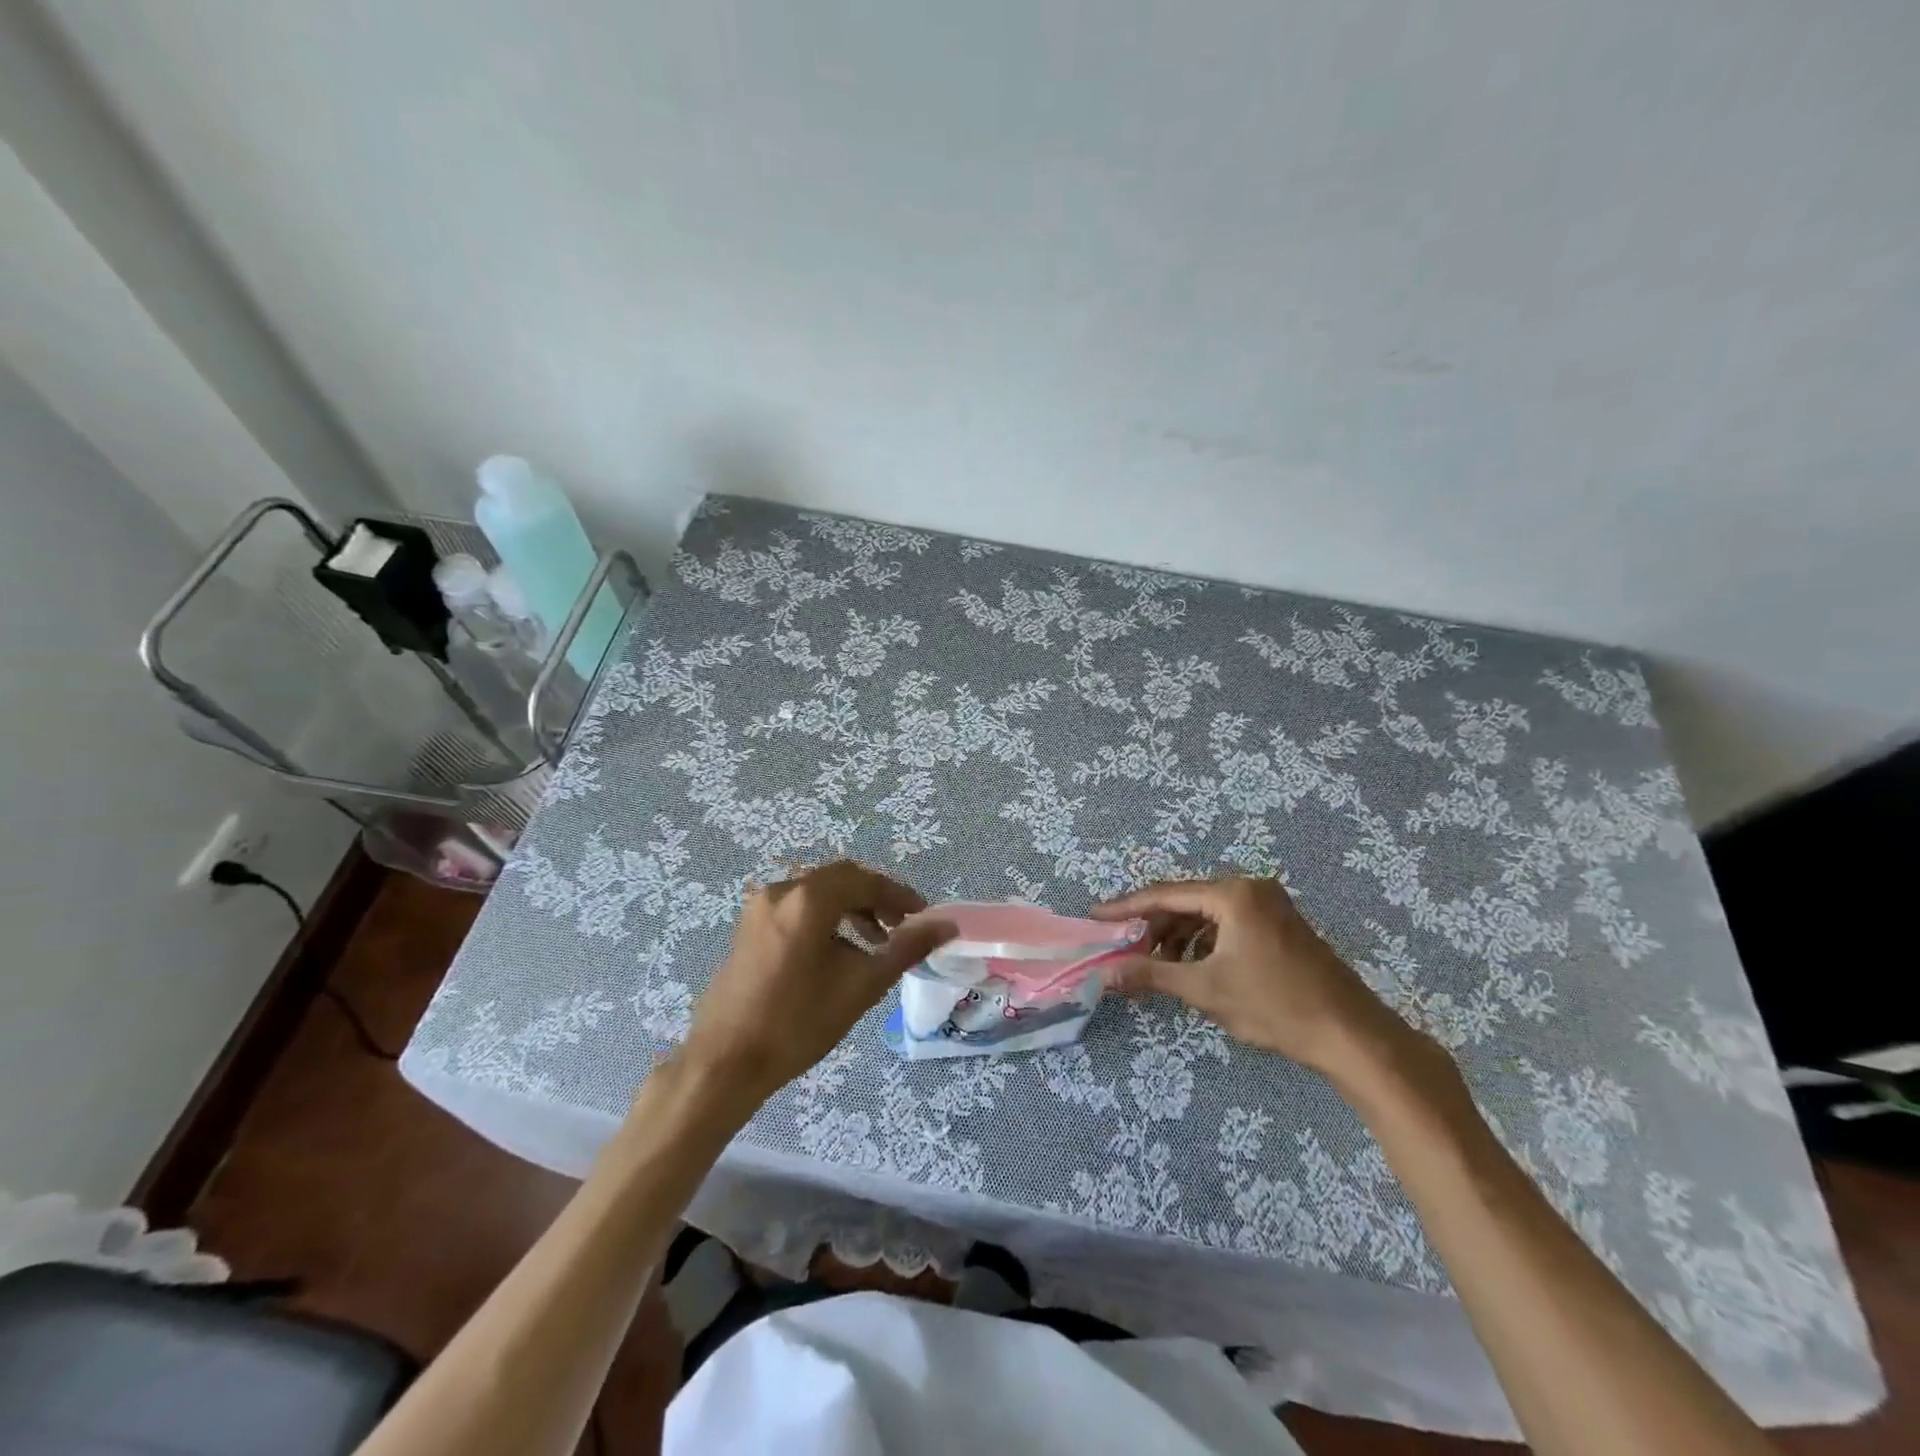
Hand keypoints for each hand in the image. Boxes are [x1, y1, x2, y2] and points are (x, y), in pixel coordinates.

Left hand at [681, 861, 954, 1100]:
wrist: (726, 1063)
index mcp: (808, 899)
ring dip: (851, 908)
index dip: (899, 895)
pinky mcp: (749, 927)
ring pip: (818, 892)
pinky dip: (825, 918)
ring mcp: (760, 908)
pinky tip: (838, 953)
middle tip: (902, 927)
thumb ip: (906, 948)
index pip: (865, 880)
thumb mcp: (862, 986)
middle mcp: (782, 891)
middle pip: (841, 879)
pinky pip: (797, 907)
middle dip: (876, 899)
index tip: (924, 917)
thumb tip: (947, 925)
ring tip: (875, 943)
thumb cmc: (799, 1023)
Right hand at [1092, 875, 1413, 1078]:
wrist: (1352, 1036)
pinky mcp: (1281, 925)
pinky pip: (1229, 924)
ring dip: (1179, 937)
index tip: (1095, 917)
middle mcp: (1251, 889)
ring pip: (1208, 914)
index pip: (1165, 894)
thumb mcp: (1206, 990)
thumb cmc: (1275, 1006)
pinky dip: (1206, 942)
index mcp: (1233, 894)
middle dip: (1154, 926)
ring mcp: (1270, 906)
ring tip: (1158, 965)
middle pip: (1187, 902)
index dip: (1126, 908)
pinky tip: (1195, 968)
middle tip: (1126, 949)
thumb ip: (1151, 975)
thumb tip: (1105, 974)